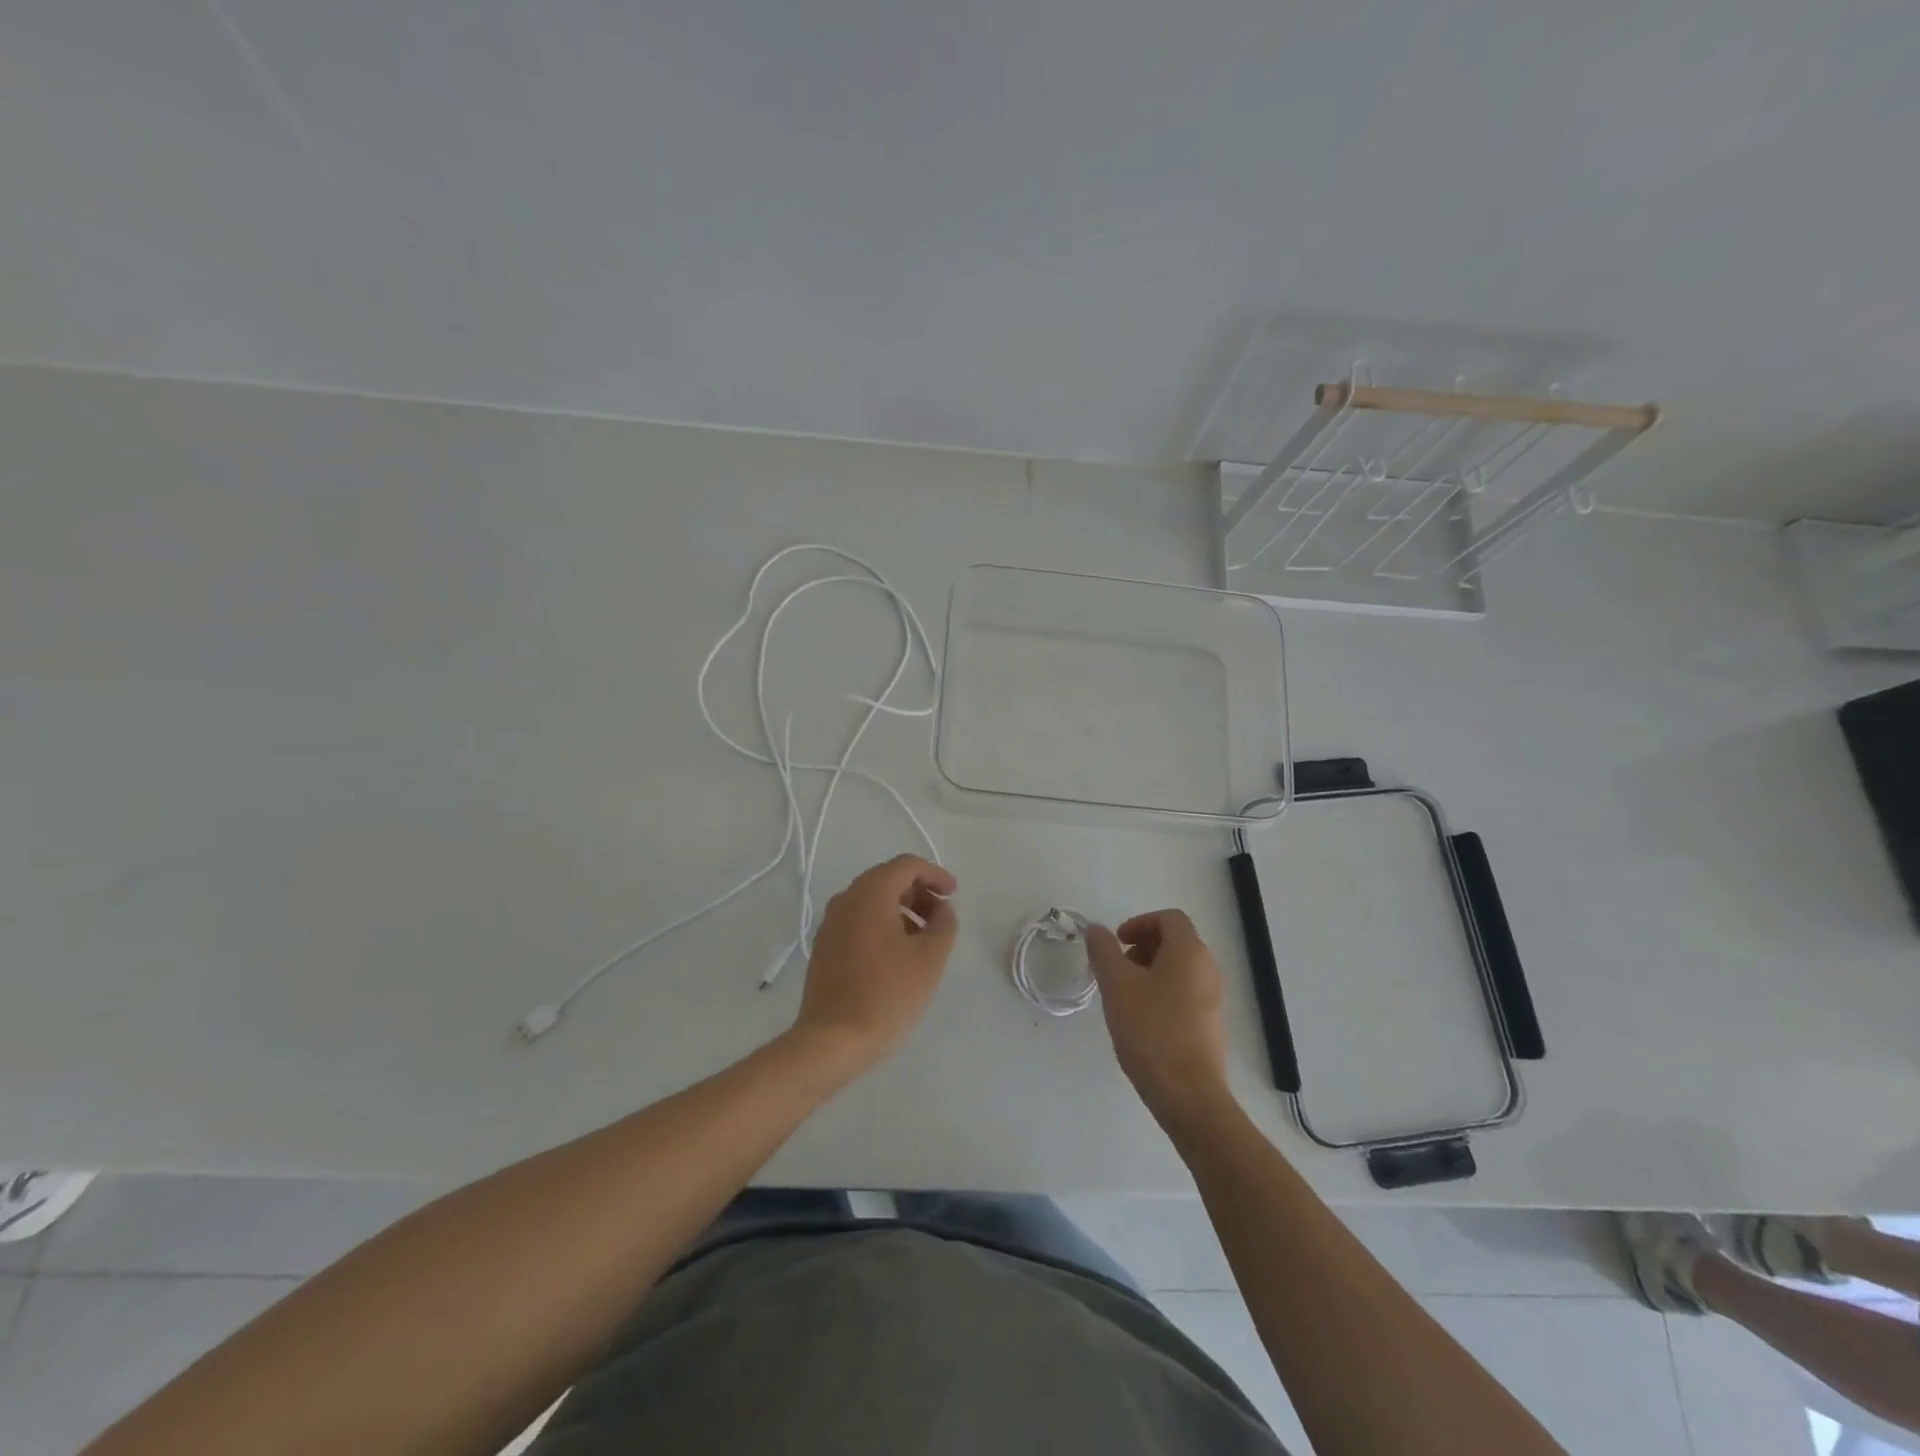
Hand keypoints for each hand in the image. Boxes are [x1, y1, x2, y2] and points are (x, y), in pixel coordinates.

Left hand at [792, 855, 957, 1073]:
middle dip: (919, 892)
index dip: (935, 874)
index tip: (954, 893)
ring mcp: (830, 924)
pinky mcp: (824, 947)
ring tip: (924, 938)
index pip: (906, 865)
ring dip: (902, 909)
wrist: (832, 1041)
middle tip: (942, 916)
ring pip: (872, 901)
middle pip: (887, 879)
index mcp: (870, 893)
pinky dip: (883, 924)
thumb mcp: (930, 958)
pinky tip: (897, 954)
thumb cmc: (887, 994)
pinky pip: (859, 921)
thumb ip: (944, 923)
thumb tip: (940, 908)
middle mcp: (845, 899)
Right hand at [1086, 910, 1230, 1125]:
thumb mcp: (1117, 985)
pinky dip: (1162, 993)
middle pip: (1175, 942)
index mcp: (1190, 952)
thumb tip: (1096, 929)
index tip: (1117, 943)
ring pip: (1179, 970)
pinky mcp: (1211, 1026)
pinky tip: (1141, 1021)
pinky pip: (1185, 994)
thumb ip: (1103, 951)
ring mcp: (1213, 999)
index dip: (1140, 922)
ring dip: (1150, 971)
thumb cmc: (1151, 1030)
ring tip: (1124, 996)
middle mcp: (1208, 969)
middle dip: (1142, 947)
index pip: (1169, 918)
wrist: (1188, 1094)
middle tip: (1117, 969)